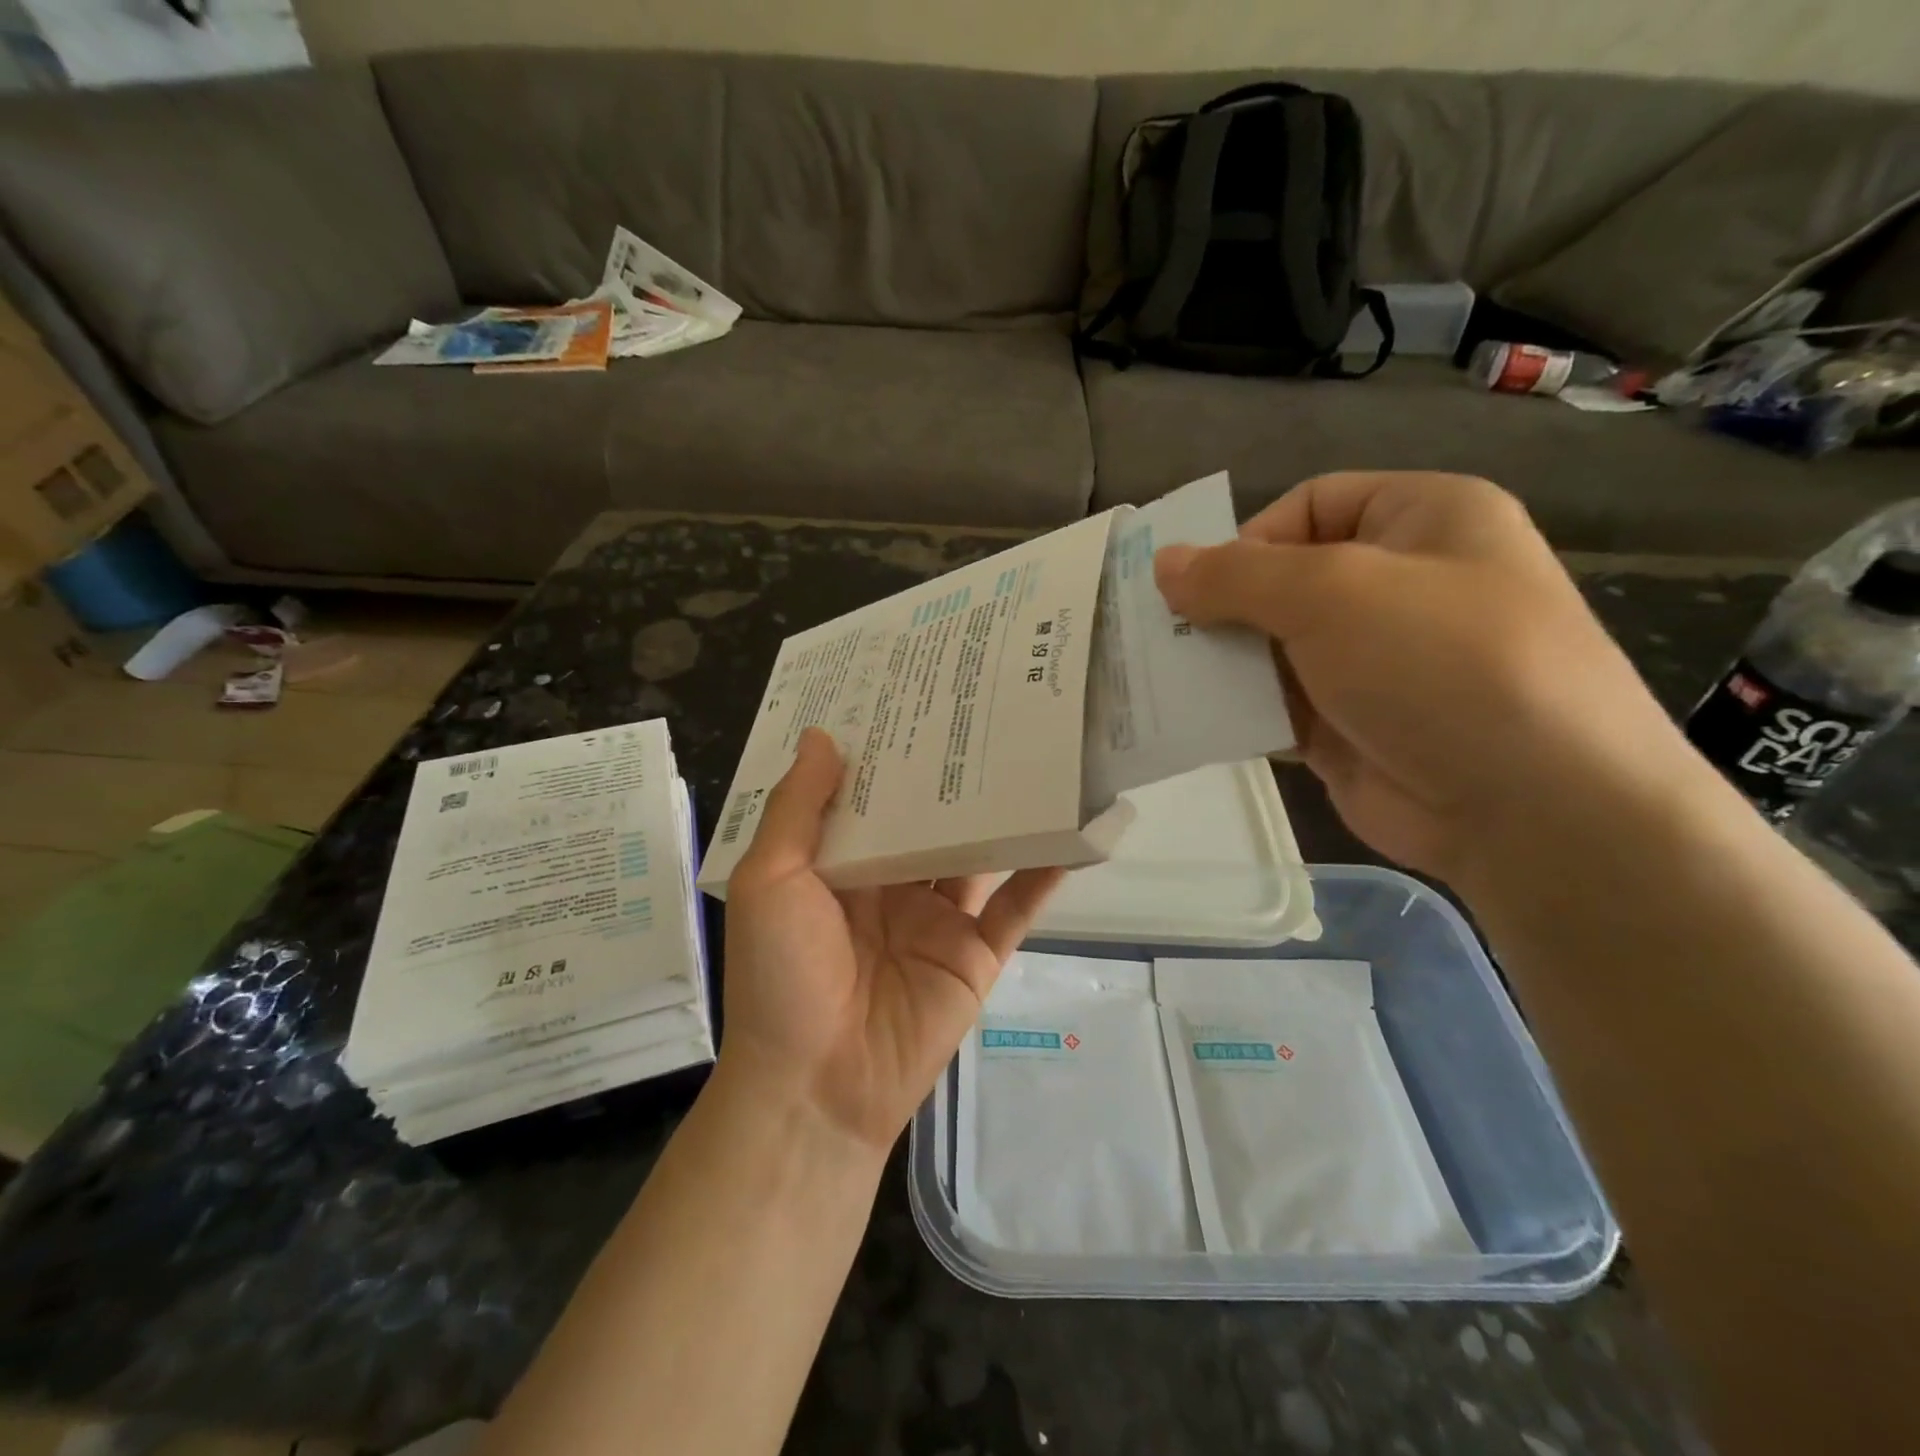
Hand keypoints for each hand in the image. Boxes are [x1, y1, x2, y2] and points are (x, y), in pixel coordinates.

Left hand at [718, 729, 1064, 1154]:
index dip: (888, 752)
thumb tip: (822, 736)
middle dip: (951, 773)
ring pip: (976, 854)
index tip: (913, 696)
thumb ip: (797, 810)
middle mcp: (891, 885)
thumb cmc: (782, 974)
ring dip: (1002, 815)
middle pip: (928, 818)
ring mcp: (937, 919)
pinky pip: (1016, 907)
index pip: (869, 795)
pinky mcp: (976, 954)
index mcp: (839, 865)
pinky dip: (1044, 874)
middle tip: (984, 707)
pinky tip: (1071, 832)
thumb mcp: (771, 880)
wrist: (818, 1087)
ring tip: (1035, 754)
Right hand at [1155, 471, 1693, 879]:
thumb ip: (1236, 575)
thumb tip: (1163, 563)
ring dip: (1221, 663)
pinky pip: (1275, 704)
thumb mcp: (1332, 593)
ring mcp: (1373, 663)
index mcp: (1421, 520)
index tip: (1199, 589)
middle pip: (1283, 580)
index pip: (1309, 505)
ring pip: (1272, 647)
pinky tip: (1193, 721)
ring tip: (1163, 680)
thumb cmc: (1439, 663)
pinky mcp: (1349, 727)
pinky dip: (1237, 709)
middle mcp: (1399, 585)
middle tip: (1161, 639)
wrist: (1531, 809)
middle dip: (1222, 609)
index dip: (1247, 540)